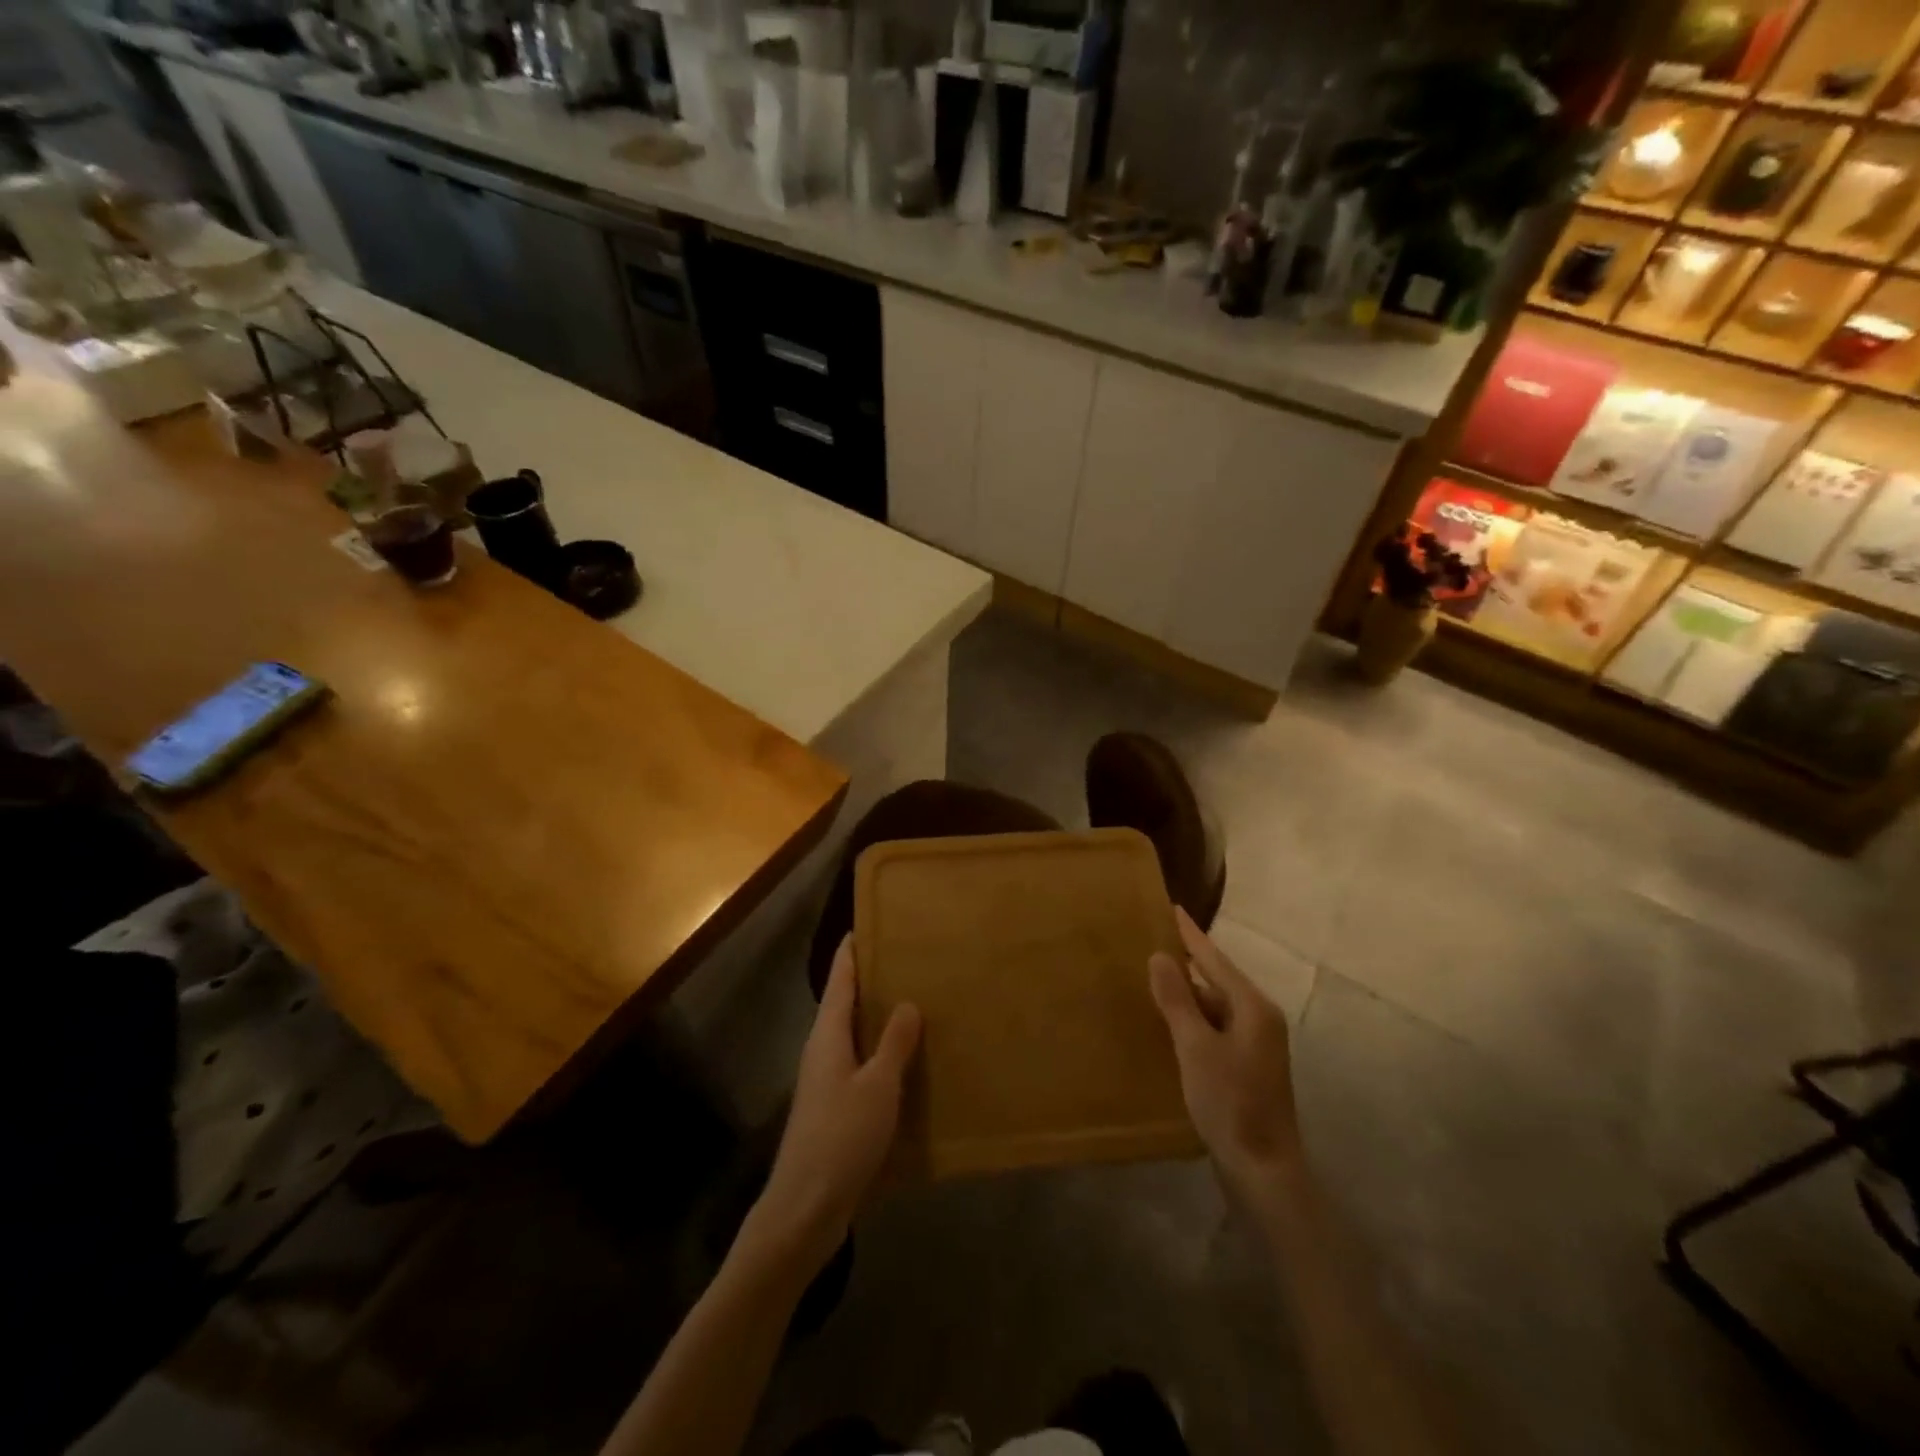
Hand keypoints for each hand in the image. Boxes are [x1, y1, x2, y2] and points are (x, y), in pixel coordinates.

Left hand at [745, 937, 921, 1271]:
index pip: (840, 979)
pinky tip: (907, 1063)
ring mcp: (826, 1082)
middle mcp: (823, 1051)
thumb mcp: (878, 1086)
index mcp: (828, 1036)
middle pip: (845, 1004)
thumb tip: (907, 1002)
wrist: (805, 1208)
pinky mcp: (834, 1109)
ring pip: (854, 1036)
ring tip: (915, 1003)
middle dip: (870, 981)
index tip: (867, 924)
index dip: (852, 952)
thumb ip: (893, 1043)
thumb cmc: (841, 1137)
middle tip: (906, 960)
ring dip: (877, 1019)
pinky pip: (861, 1066)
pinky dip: (881, 1054)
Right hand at [1149, 906, 1303, 1202]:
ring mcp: (1257, 1045)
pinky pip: (1216, 1028)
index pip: (1215, 959)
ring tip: (1153, 981)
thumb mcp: (1195, 1047)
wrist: (1264, 1171)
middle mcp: (1260, 1019)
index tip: (1172, 908)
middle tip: (1152, 943)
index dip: (1191, 935)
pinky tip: (1171, 1024)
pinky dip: (1194, 1020)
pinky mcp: (1248, 1066)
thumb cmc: (1230, 1103)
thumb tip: (1160, 956)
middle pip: (1218, 981)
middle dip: (1186, 964)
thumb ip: (1177, 1000)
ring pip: (1216, 1006)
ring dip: (1188, 995)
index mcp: (1253, 1007)